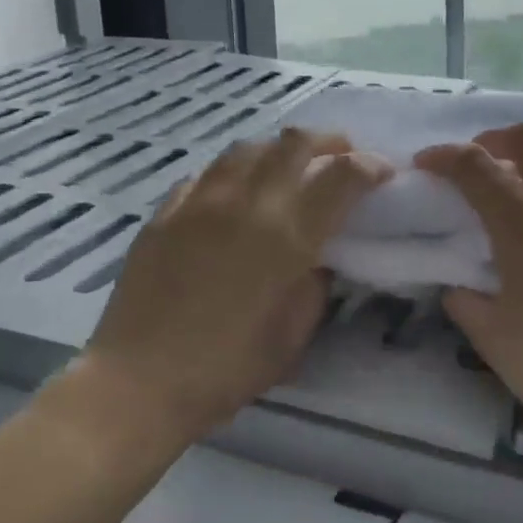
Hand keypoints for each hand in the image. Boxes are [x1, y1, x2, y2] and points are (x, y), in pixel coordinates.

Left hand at [77, 129, 391, 441]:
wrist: (140, 381)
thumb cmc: (227, 368)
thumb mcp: (293, 336)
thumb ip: (315, 286)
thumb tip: (318, 257)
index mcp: (287, 236)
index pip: (341, 178)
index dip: (369, 167)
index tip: (382, 172)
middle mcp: (247, 204)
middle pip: (294, 144)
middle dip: (328, 142)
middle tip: (341, 155)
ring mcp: (200, 202)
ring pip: (247, 148)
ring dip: (278, 149)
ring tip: (287, 166)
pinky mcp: (165, 212)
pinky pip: (206, 173)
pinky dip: (233, 172)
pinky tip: (234, 191)